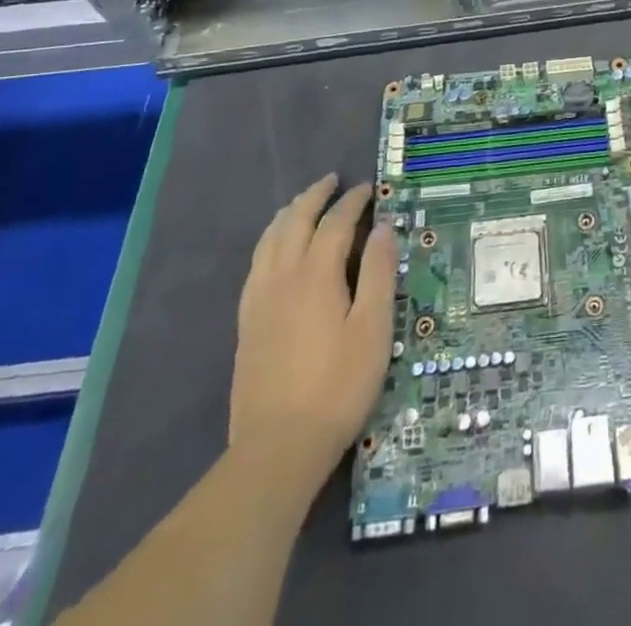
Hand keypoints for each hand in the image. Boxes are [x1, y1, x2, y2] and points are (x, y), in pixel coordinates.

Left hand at [230, 175, 395, 483]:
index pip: (335, 223)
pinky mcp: (247, 323)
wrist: (278, 448)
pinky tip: (275, 249)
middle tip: (332, 181)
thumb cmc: (338, 386)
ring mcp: (259, 300)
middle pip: (295, 222)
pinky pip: (256, 264)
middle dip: (315, 197)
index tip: (368, 189)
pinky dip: (270, 241)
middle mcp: (283, 277)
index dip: (353, 202)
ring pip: (270, 240)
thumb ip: (379, 273)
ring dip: (288, 214)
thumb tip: (383, 228)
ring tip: (303, 203)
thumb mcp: (373, 329)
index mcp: (316, 275)